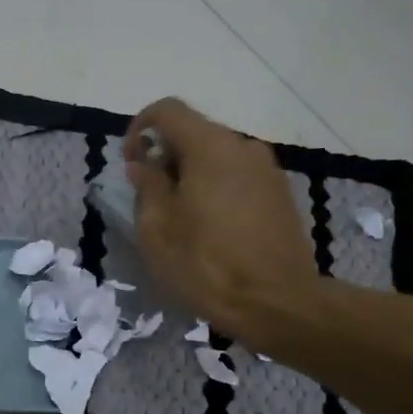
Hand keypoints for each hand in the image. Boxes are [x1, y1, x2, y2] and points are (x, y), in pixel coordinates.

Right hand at [127, 98, 319, 344]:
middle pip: (195, 133)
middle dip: (166, 157)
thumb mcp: (158, 230)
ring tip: (182, 218)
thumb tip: (144, 164)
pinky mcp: (281, 194)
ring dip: (192, 176)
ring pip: (218, 157)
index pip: (167, 111)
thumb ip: (147, 186)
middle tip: (152, 198)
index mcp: (210, 146)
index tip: (131, 163)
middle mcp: (243, 146)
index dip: (139, 128)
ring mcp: (268, 170)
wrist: (278, 303)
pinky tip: (212, 229)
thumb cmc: (208, 265)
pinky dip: (217, 190)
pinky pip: (238, 178)